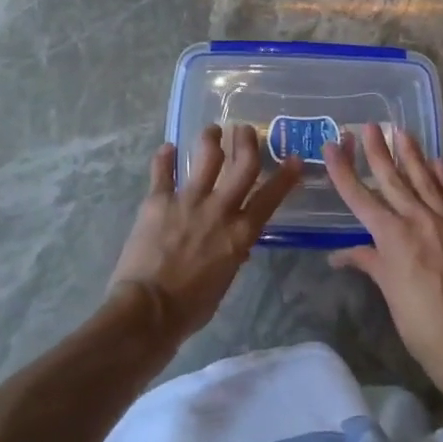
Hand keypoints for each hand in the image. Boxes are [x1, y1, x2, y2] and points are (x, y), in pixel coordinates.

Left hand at [109, 124, 303, 345]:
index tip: (293, 159)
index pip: (270, 197)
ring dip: (210, 138)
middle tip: (244, 130)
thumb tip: (237, 247)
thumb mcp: (224, 282)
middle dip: (247, 142)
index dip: (285, 176)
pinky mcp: (158, 200)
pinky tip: (166, 148)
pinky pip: (162, 171)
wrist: (149, 311)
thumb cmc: (190, 308)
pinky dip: (164, 157)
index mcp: (240, 233)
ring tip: (211, 130)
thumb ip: (232, 256)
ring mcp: (188, 201)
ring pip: (206, 156)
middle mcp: (219, 209)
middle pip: (243, 164)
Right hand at [324, 124, 442, 384]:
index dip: (344, 170)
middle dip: (378, 151)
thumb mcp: (387, 290)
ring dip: (412, 155)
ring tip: (401, 132)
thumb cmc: (419, 321)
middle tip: (370, 126)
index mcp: (392, 236)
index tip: (333, 145)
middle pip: (393, 179)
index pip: (360, 196)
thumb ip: (368, 262)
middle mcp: (418, 220)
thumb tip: (339, 254)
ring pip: (426, 180)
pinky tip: (438, 162)